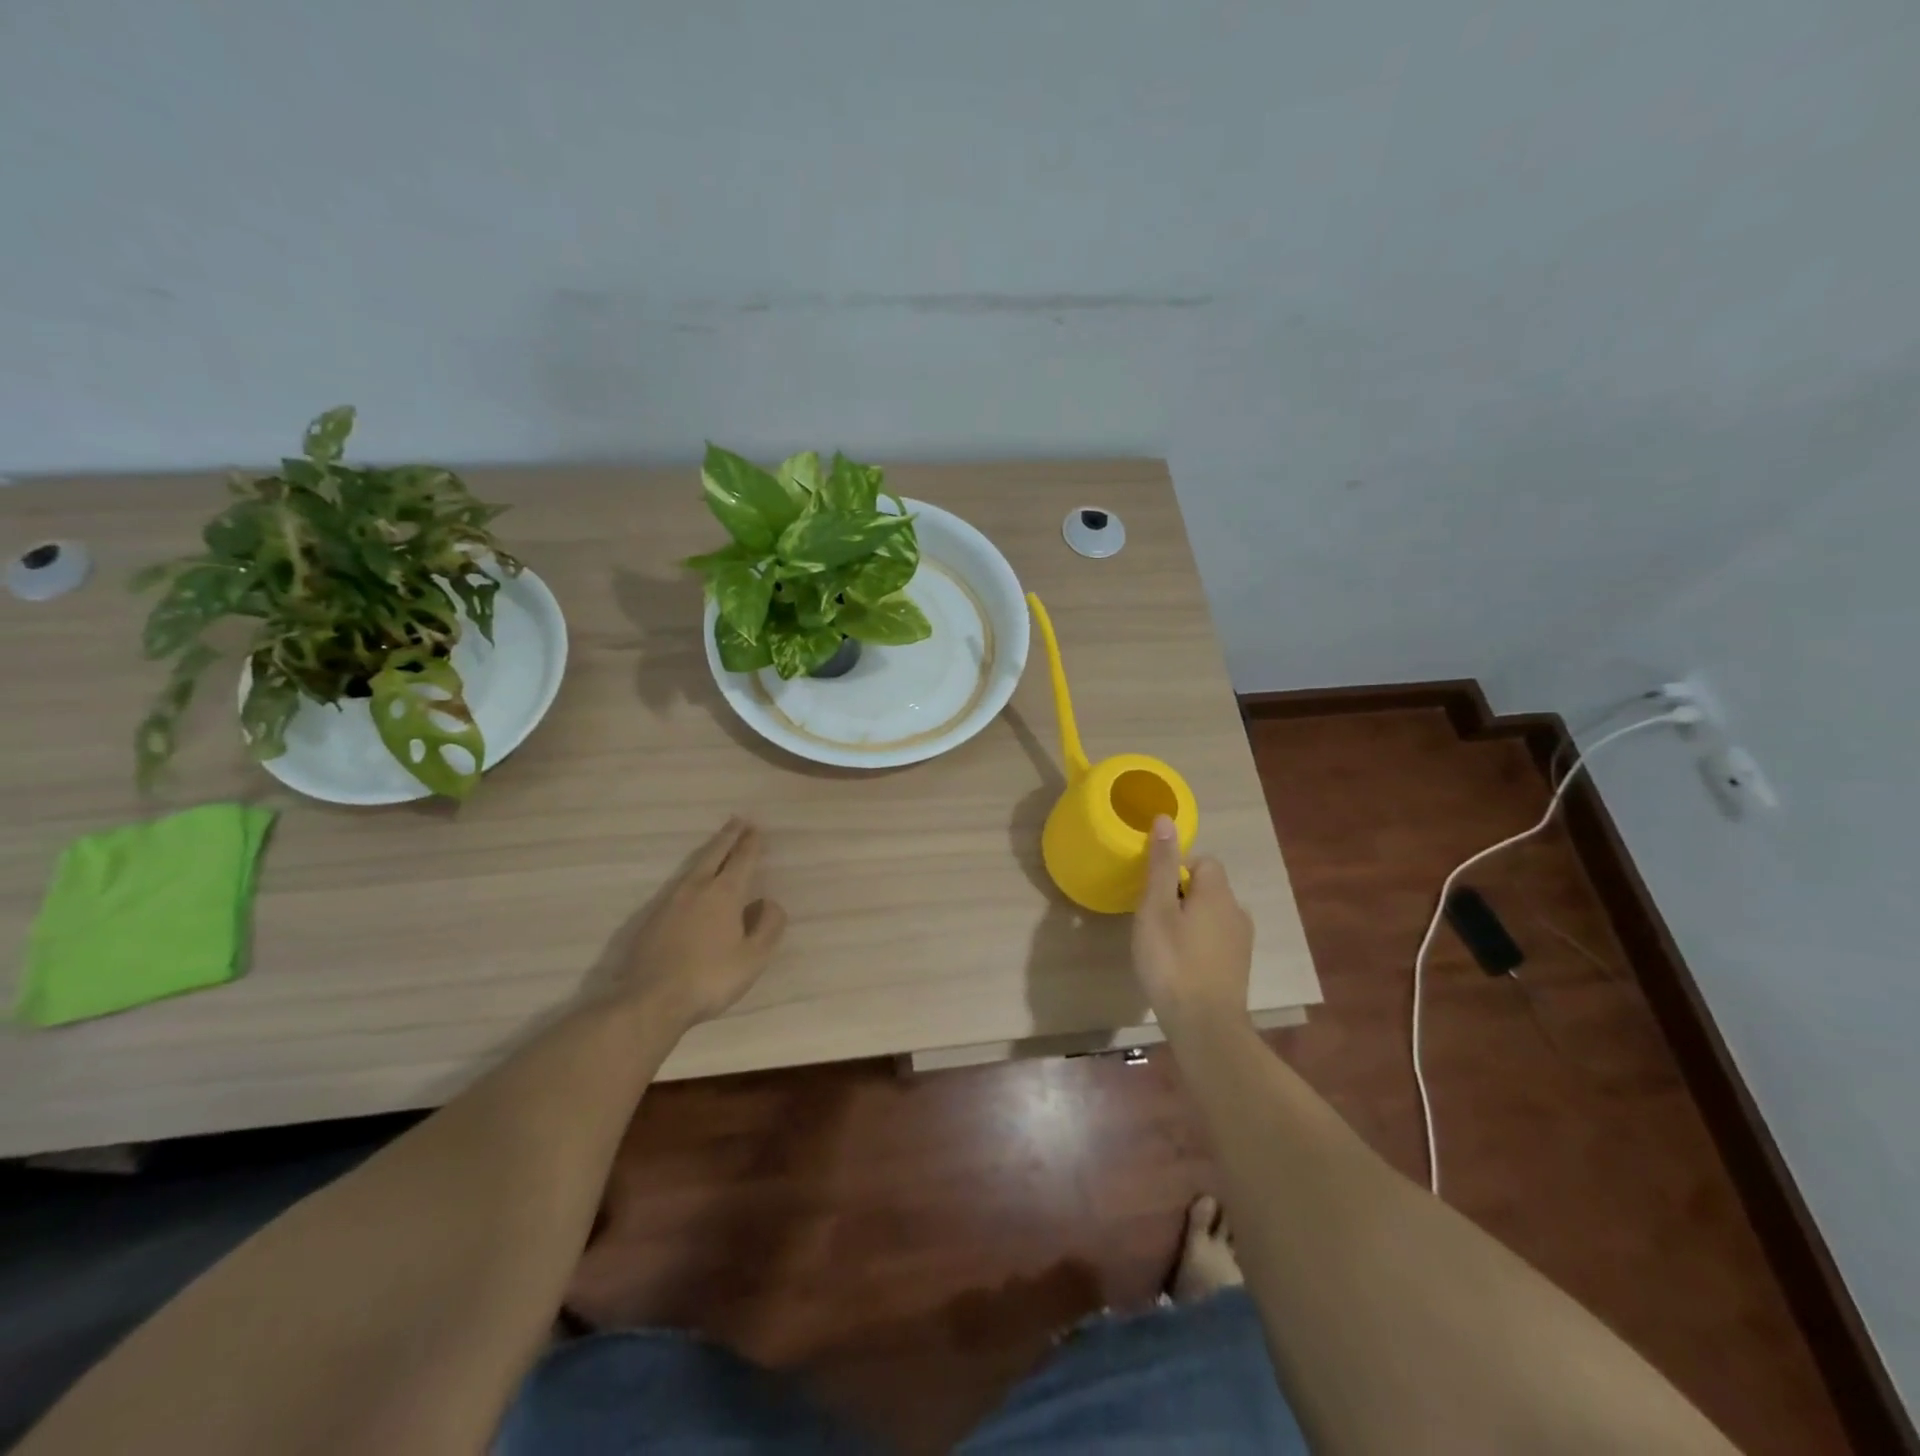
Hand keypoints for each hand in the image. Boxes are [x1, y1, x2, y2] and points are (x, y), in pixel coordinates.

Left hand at [616, 818, 786, 1027]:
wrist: (651, 1000)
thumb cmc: (710, 978)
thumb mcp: (754, 957)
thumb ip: (768, 926)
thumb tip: (767, 902)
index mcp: (725, 893)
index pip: (742, 860)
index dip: (751, 843)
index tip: (755, 828)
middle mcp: (697, 889)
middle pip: (714, 854)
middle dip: (728, 837)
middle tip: (737, 822)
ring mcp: (670, 902)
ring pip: (694, 868)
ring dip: (709, 853)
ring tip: (717, 847)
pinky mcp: (652, 918)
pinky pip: (679, 886)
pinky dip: (692, 876)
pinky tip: (692, 885)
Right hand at [1131, 815, 1253, 1031]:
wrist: (1205, 1026)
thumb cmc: (1173, 962)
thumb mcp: (1156, 909)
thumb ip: (1162, 865)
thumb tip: (1166, 819)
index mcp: (1218, 893)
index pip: (1202, 861)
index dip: (1175, 869)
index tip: (1152, 891)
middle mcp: (1237, 911)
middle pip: (1207, 887)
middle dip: (1179, 895)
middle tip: (1151, 918)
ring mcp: (1241, 942)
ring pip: (1211, 914)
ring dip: (1188, 920)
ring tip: (1162, 941)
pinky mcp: (1238, 967)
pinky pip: (1215, 939)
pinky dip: (1197, 942)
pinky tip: (1179, 963)